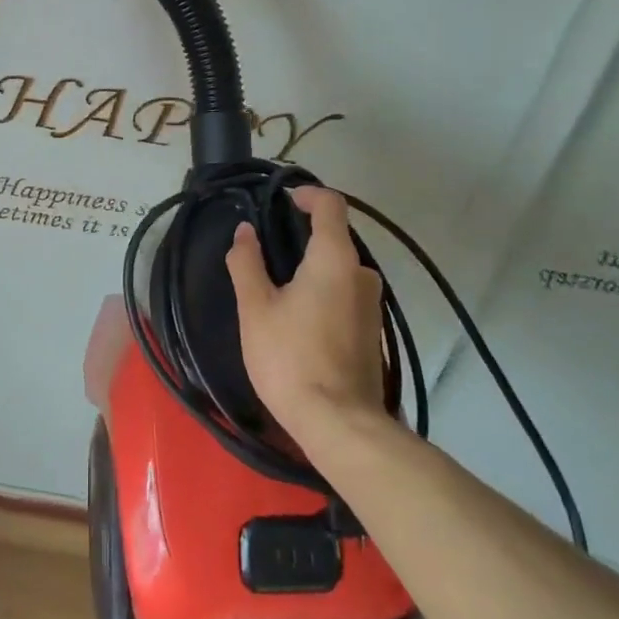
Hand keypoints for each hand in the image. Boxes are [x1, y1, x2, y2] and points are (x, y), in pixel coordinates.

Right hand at [225, 185, 385, 442]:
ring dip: (313, 266)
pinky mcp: (373, 330)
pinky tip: (299, 315)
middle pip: (336, 236)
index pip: (331, 204)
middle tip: (267, 248)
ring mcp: (372, 304)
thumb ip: (247, 263)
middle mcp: (362, 273)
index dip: (307, 194)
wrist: (339, 424)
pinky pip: (347, 293)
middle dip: (303, 235)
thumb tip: (245, 231)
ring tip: (278, 285)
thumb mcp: (256, 308)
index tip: (282, 200)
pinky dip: (325, 290)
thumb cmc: (291, 358)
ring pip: (341, 268)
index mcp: (335, 258)